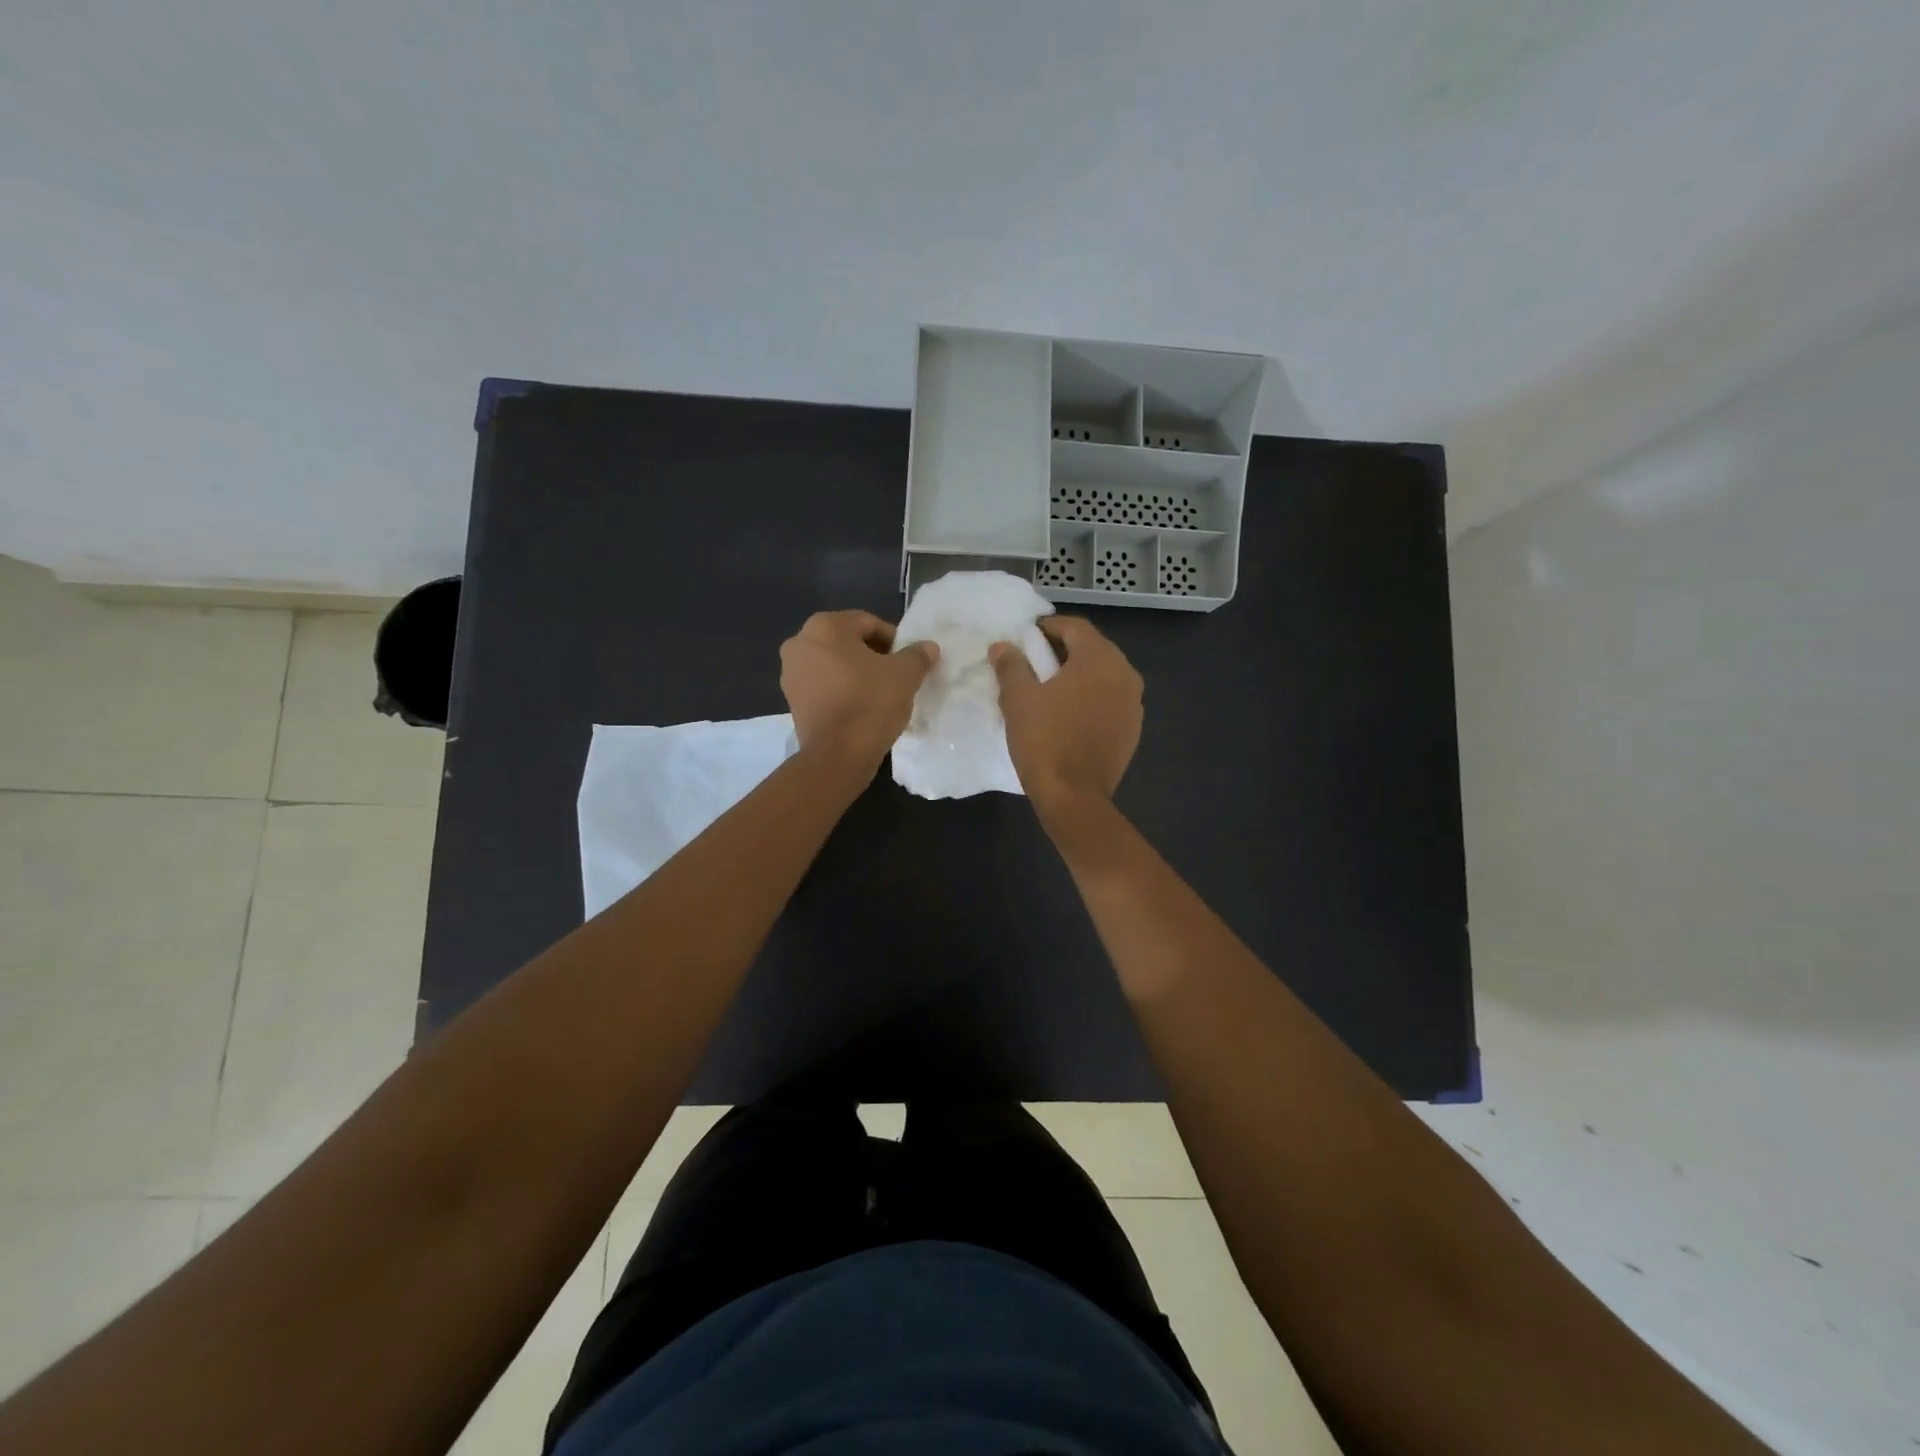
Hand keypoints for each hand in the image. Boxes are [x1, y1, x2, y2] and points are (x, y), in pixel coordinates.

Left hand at [780, 610, 938, 763]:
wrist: (838, 755)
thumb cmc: (871, 703)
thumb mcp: (905, 674)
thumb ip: (918, 655)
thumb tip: (929, 647)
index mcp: (824, 626)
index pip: (868, 623)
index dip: (894, 639)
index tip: (909, 660)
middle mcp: (800, 643)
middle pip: (847, 642)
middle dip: (873, 655)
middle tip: (897, 675)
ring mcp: (790, 673)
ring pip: (834, 664)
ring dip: (857, 673)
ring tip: (881, 693)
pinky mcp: (791, 701)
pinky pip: (824, 686)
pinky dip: (842, 690)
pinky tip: (861, 707)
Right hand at [989, 616, 1142, 810]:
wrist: (1074, 796)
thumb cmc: (1044, 739)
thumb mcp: (1018, 698)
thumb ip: (1011, 665)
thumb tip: (1003, 646)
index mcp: (1101, 658)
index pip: (1075, 627)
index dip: (1048, 627)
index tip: (1025, 638)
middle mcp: (1125, 674)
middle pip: (1092, 650)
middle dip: (1062, 652)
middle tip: (1032, 663)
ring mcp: (1134, 704)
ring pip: (1102, 677)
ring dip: (1077, 677)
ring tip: (1047, 691)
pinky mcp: (1132, 731)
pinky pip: (1109, 702)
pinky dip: (1089, 700)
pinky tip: (1067, 716)